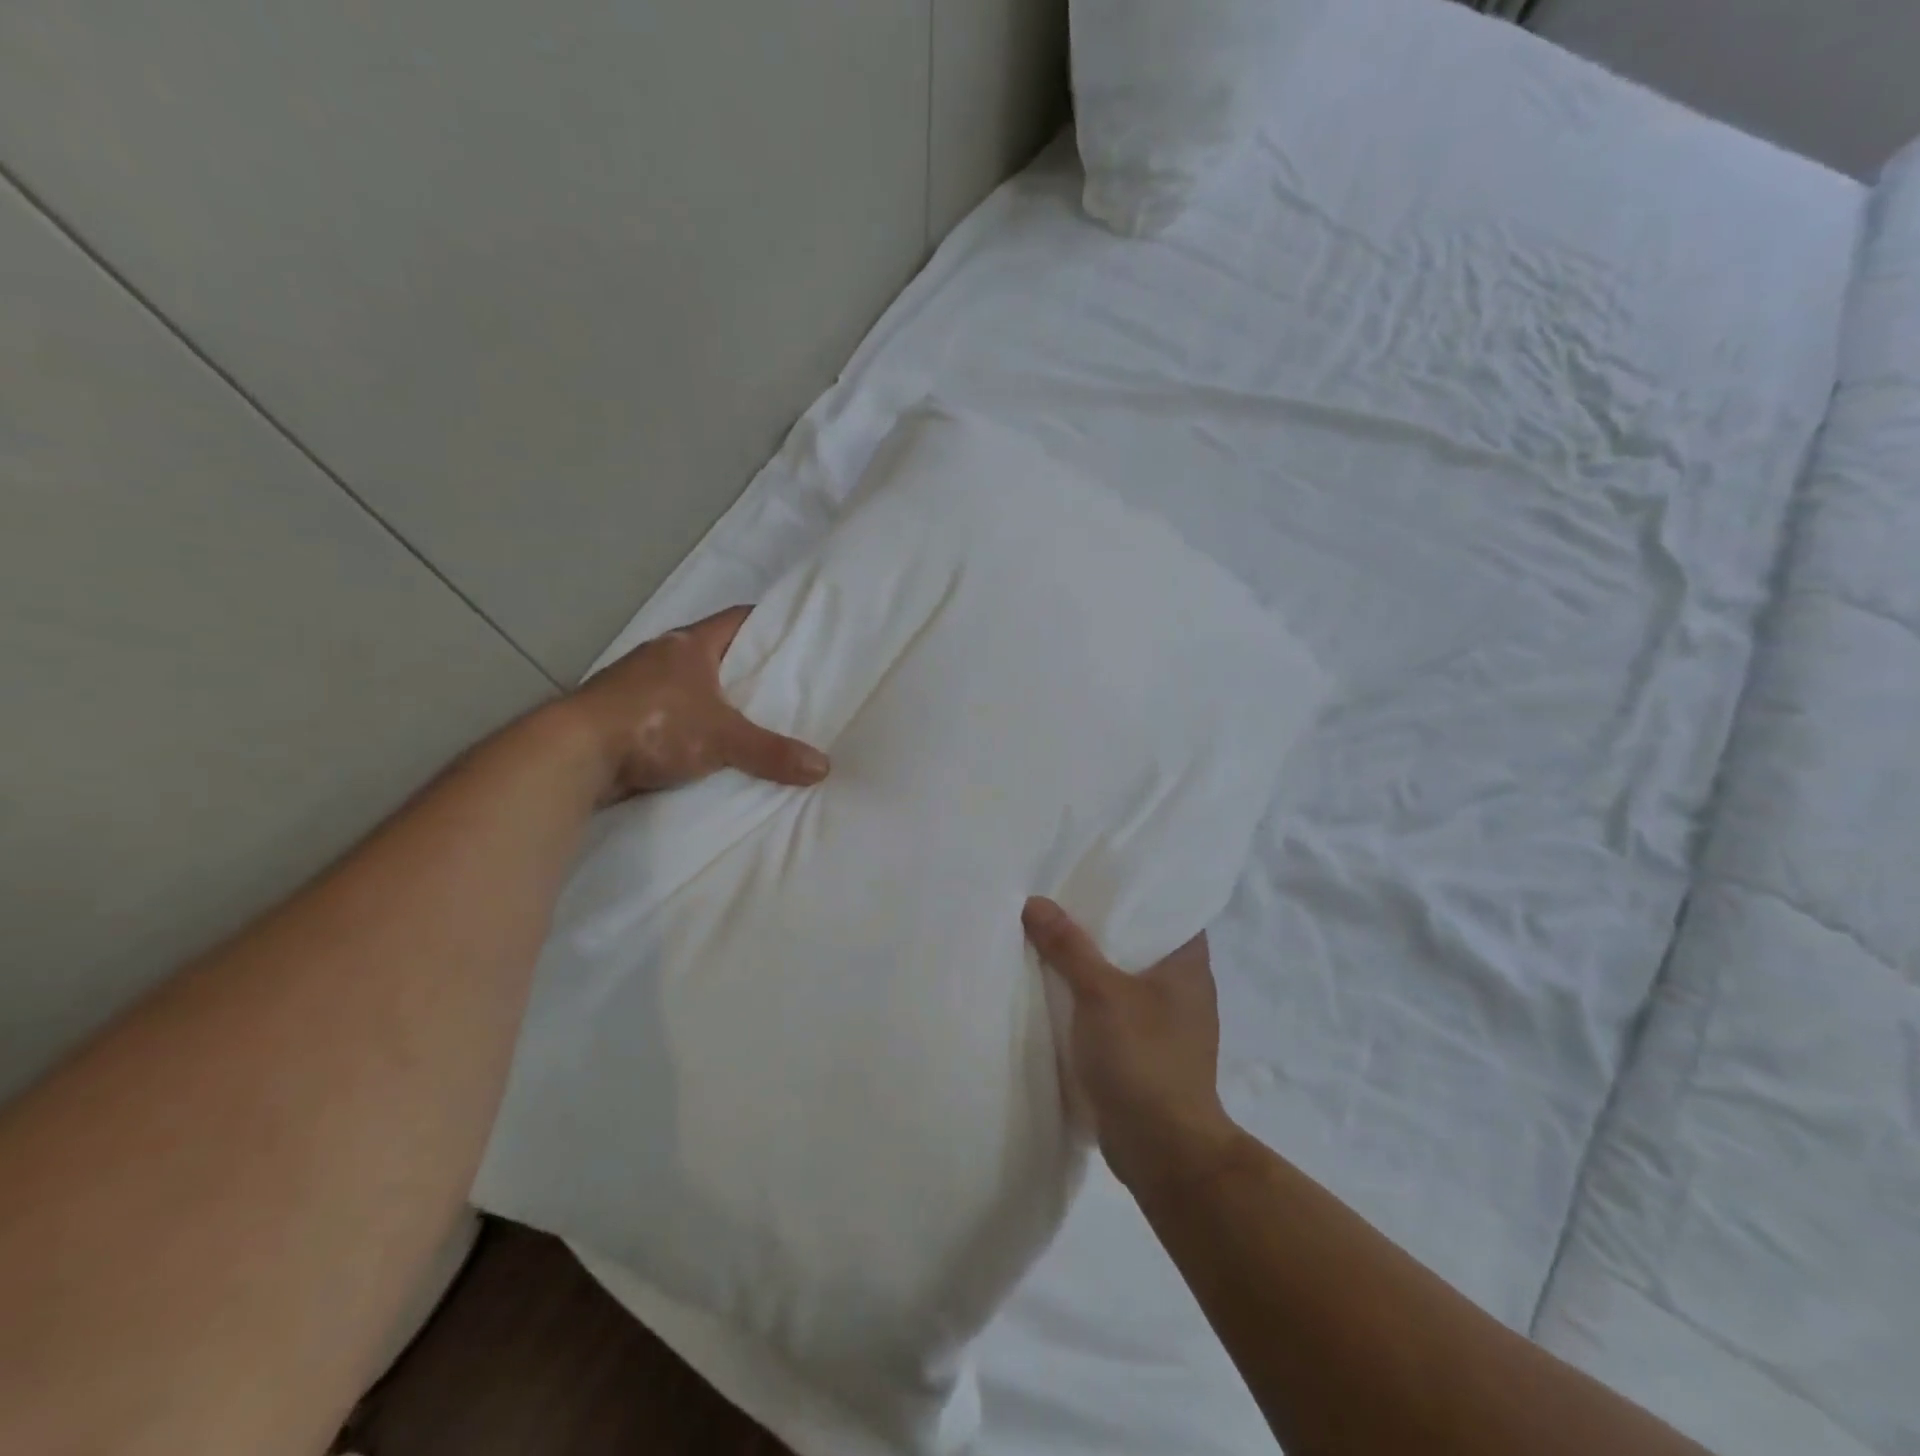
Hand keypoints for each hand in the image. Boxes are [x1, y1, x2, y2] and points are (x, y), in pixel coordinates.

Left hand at [565, 606, 828, 802]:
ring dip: (714, 699)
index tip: (796, 636)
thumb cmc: (654, 725)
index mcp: (689, 644)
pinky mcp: (623, 716)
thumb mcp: (722, 739)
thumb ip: (771, 752)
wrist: (574, 754)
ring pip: (689, 685)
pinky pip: (669, 714)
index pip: (737, 620)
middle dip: (746, 668)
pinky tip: (709, 746)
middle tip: (785, 685)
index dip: (768, 624)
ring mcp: (637, 685)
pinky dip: (690, 725)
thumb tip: (823, 767)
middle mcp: (662, 656)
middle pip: (715, 653)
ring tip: (753, 718)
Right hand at [1022, 897, 1241, 1192]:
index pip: (1170, 910)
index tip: (1102, 874)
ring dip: (1094, 962)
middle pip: (1141, 941)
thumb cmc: (1143, 1059)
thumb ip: (1068, 946)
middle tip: (1064, 898)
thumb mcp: (1100, 994)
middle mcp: (1184, 988)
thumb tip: (1035, 902)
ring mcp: (1167, 1022)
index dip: (1140, 890)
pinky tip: (1060, 988)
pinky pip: (1115, 1008)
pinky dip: (1092, 996)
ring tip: (1053, 935)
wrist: (1162, 1150)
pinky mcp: (1147, 1051)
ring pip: (1125, 976)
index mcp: (1188, 965)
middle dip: (1104, 924)